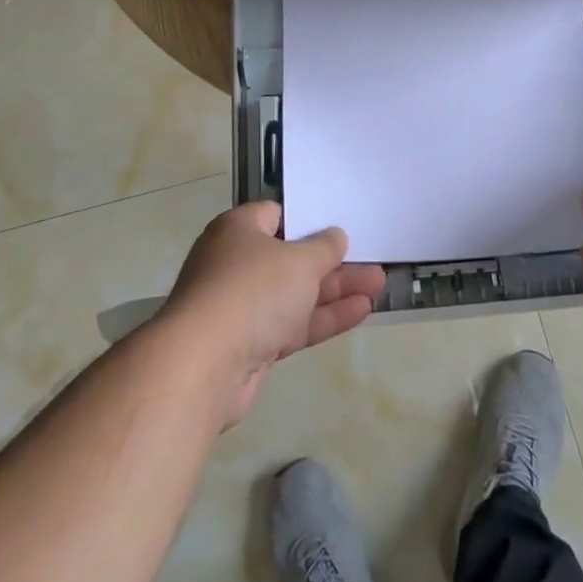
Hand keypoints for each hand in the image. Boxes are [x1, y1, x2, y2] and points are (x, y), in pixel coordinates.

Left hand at [159, 202, 386, 425]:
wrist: (204, 366)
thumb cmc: (253, 291)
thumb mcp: (299, 260)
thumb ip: (323, 248)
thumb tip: (335, 236)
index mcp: (239, 231)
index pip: (277, 215)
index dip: (309, 219)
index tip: (340, 224)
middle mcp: (237, 264)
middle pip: (292, 258)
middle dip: (333, 261)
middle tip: (371, 257)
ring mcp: (243, 307)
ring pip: (297, 293)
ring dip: (336, 290)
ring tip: (378, 284)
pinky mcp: (251, 345)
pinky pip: (294, 324)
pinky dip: (325, 317)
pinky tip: (362, 311)